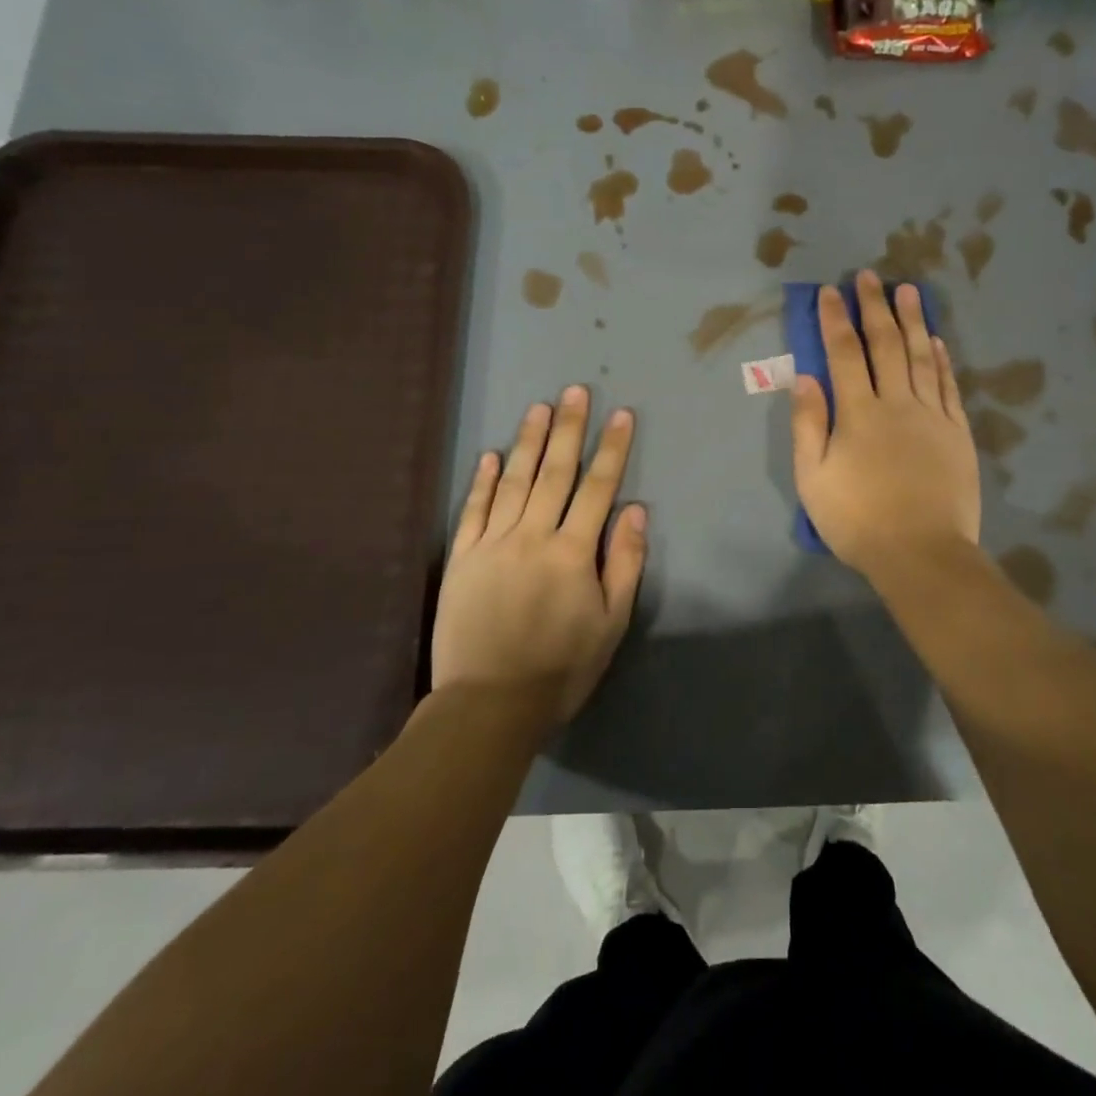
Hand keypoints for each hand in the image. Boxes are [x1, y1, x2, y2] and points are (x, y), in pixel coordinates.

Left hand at [431, 386, 646, 724]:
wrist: (488, 705)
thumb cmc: (560, 668)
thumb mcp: (610, 623)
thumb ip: (623, 563)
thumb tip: (634, 511)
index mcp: (572, 552)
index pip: (597, 488)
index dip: (611, 449)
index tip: (621, 415)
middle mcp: (532, 536)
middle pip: (555, 473)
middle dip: (569, 429)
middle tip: (576, 391)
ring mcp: (492, 544)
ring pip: (513, 481)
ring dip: (528, 442)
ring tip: (540, 408)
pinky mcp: (461, 558)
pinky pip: (473, 510)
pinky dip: (482, 480)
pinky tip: (490, 455)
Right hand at [791, 271, 980, 580]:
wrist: (922, 553)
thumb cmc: (858, 520)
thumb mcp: (813, 479)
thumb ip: (808, 425)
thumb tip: (804, 377)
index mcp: (858, 414)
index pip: (843, 354)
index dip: (836, 319)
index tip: (831, 291)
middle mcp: (896, 403)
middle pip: (885, 345)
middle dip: (874, 308)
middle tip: (870, 276)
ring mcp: (932, 416)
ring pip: (921, 357)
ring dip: (913, 321)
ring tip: (908, 290)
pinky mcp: (957, 433)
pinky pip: (948, 386)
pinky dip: (941, 359)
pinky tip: (936, 340)